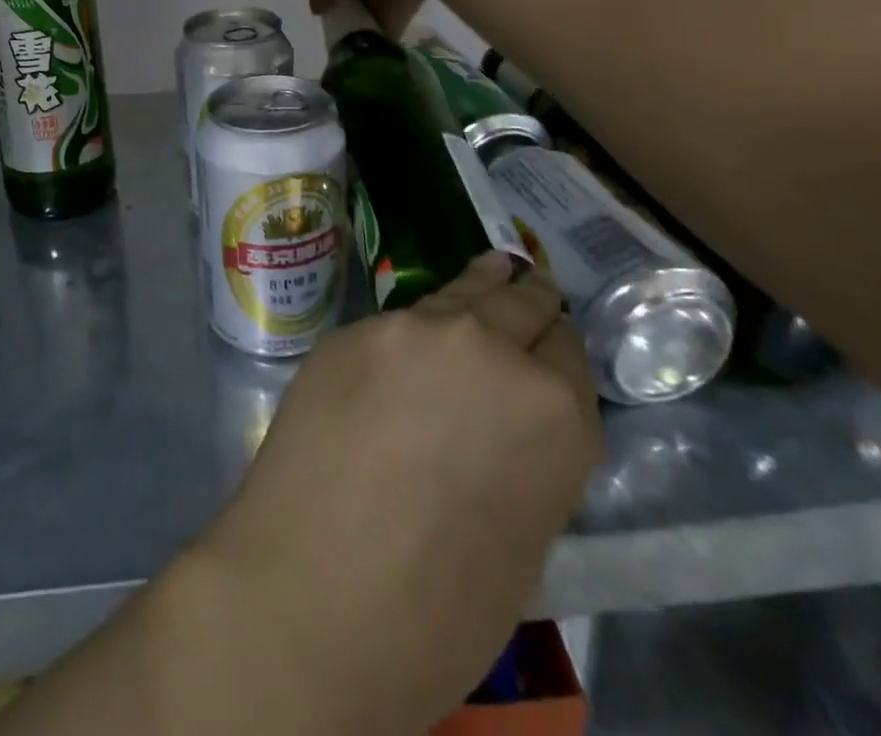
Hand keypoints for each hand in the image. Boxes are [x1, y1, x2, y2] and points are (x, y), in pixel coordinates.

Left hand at [198, 252, 602, 732]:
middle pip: (519, 303)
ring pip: (459, 294)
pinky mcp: (352, 331)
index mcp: (554, 413)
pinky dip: (412, 331)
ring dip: (477, 289)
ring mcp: (413, 330)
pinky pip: (396, 324)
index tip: (550, 345)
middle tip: (527, 284)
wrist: (312, 595)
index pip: (568, 352)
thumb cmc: (435, 611)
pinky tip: (407, 345)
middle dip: (526, 299)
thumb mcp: (518, 539)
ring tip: (490, 269)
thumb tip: (498, 430)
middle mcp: (490, 349)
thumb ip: (521, 459)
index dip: (556, 350)